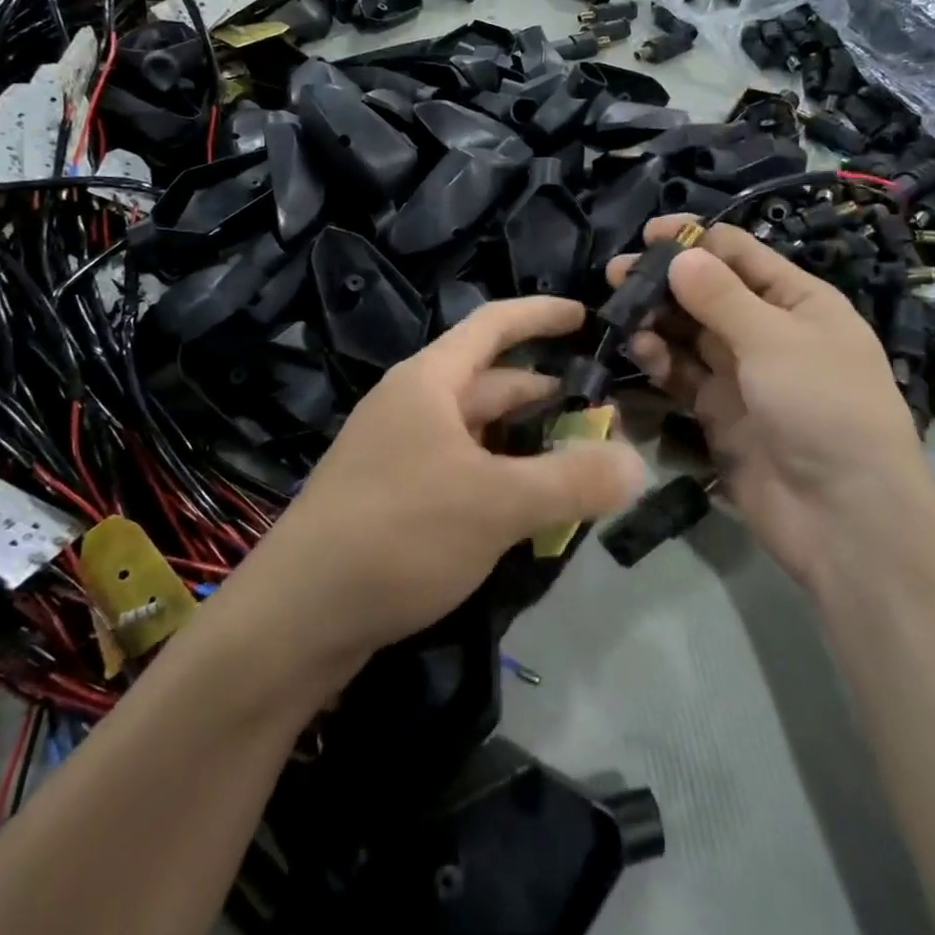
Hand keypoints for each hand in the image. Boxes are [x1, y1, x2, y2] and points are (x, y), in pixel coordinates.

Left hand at [233, 297, 643, 663]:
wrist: (294, 620)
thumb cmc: (398, 534)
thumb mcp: (497, 503)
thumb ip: (573, 480)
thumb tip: (640, 463)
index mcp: (428, 382)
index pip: (493, 324)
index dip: (541, 314)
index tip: (587, 317)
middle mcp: (410, 407)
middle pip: (491, 384)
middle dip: (546, 395)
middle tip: (602, 418)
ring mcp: (397, 454)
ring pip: (478, 434)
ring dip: (526, 444)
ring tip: (576, 467)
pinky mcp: (392, 500)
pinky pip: (460, 472)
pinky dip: (499, 479)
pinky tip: (526, 513)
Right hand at [610, 218, 931, 588]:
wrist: (843, 516)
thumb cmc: (823, 406)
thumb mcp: (775, 339)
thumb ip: (721, 297)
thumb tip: (679, 256)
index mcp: (799, 302)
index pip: (741, 255)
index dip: (696, 240)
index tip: (648, 234)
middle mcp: (769, 332)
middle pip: (709, 293)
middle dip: (666, 280)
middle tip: (617, 273)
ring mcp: (743, 375)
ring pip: (690, 334)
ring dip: (657, 320)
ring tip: (619, 310)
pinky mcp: (719, 413)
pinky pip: (684, 375)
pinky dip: (661, 361)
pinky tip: (638, 350)